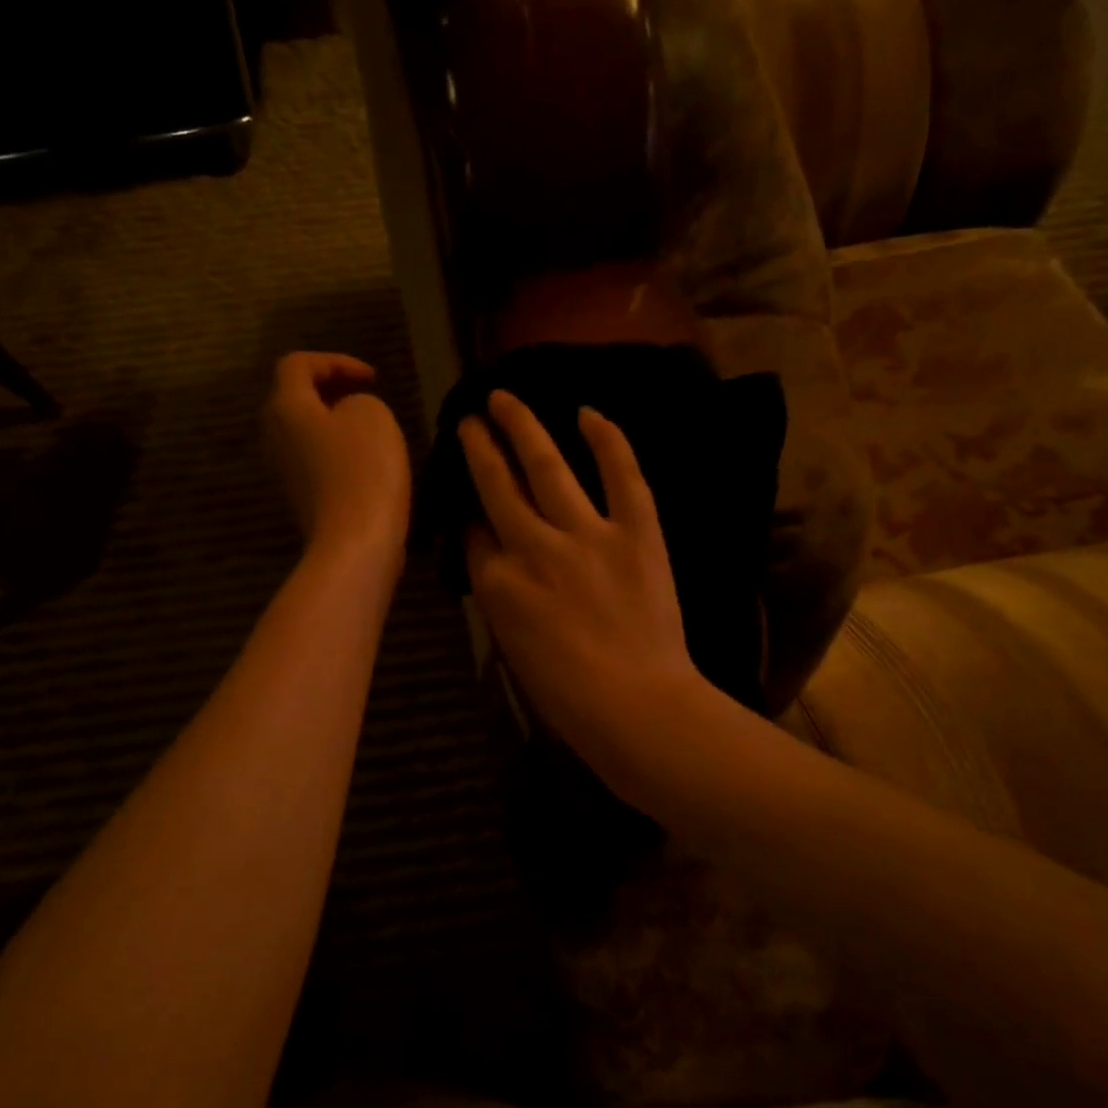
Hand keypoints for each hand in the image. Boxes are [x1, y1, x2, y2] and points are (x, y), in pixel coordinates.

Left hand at [263, 352, 410, 566]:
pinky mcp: (301, 498)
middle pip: (295, 399)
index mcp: (286, 407)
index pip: (298, 365)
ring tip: (369, 428)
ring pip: (304, 432)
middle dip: (330, 391)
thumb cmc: (363, 470)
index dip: (335, 361)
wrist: (355, 542)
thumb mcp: (372, 415)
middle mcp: (274, 435)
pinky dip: (337, 451)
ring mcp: (284, 471)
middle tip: (366, 395)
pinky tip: (366, 462)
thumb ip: (357, 400)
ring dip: (334, 423)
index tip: (372, 378)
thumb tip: (346, 416)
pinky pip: (314, 461)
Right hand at [460, 390, 708, 776]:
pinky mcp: (636, 533)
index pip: (475, 535)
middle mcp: (533, 548)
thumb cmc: (568, 698)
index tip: (472, 500)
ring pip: (546, 466)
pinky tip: (588, 413)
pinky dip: (607, 441)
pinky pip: (621, 475)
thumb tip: (497, 559)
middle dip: (480, 449)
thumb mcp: (512, 649)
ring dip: (521, 427)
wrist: (638, 708)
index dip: (471, 515)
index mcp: (498, 585)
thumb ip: (500, 597)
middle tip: (470, 422)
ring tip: (504, 399)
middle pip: (497, 486)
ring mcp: (586, 535)